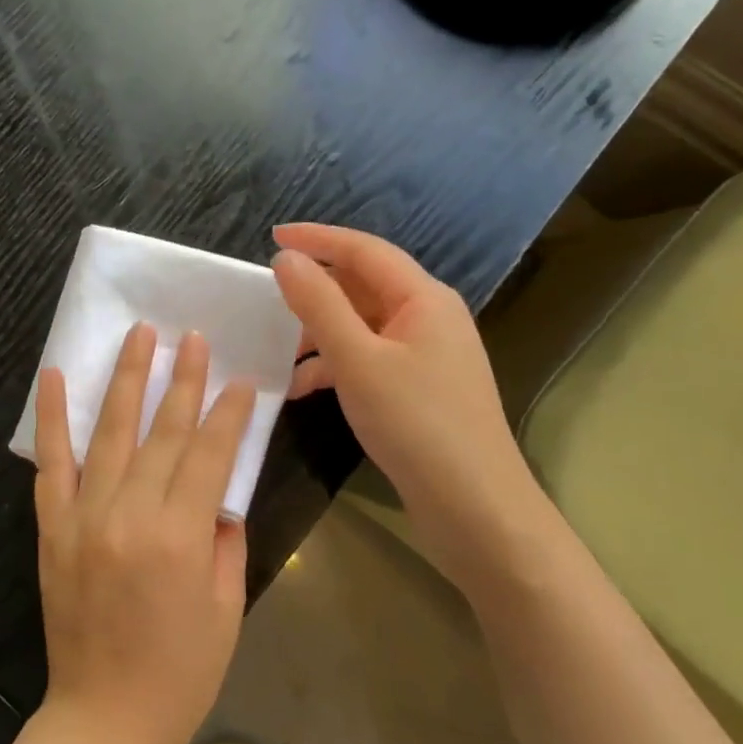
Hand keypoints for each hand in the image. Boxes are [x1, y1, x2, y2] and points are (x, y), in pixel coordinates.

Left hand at [32, 323, 256, 743]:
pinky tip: (56, 377)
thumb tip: (219, 491)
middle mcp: (129, 514)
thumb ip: (225, 540)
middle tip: (192, 336)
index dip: (228, 414)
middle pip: (162, 432)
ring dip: (126, 379)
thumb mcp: (226, 607)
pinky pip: (52, 463)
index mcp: (180, 537)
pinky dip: (53, 418)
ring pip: (110, 433)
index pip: (208, 454)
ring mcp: (84, 516)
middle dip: (182, 379)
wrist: (103, 719)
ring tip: (139, 335)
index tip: (240, 381)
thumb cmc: (180, 672)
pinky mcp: (52, 528)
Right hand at [271, 222, 539, 535]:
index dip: (318, 239)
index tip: (271, 236)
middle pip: (364, 286)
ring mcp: (426, 355)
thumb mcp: (357, 360)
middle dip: (316, 290)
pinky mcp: (419, 389)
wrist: (474, 506)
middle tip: (268, 297)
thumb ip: (319, 305)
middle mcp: (429, 318)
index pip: (365, 250)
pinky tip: (304, 389)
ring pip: (363, 326)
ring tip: (278, 351)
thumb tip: (287, 258)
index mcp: (423, 298)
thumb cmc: (416, 423)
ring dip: (321, 333)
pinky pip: (369, 359)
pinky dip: (336, 366)